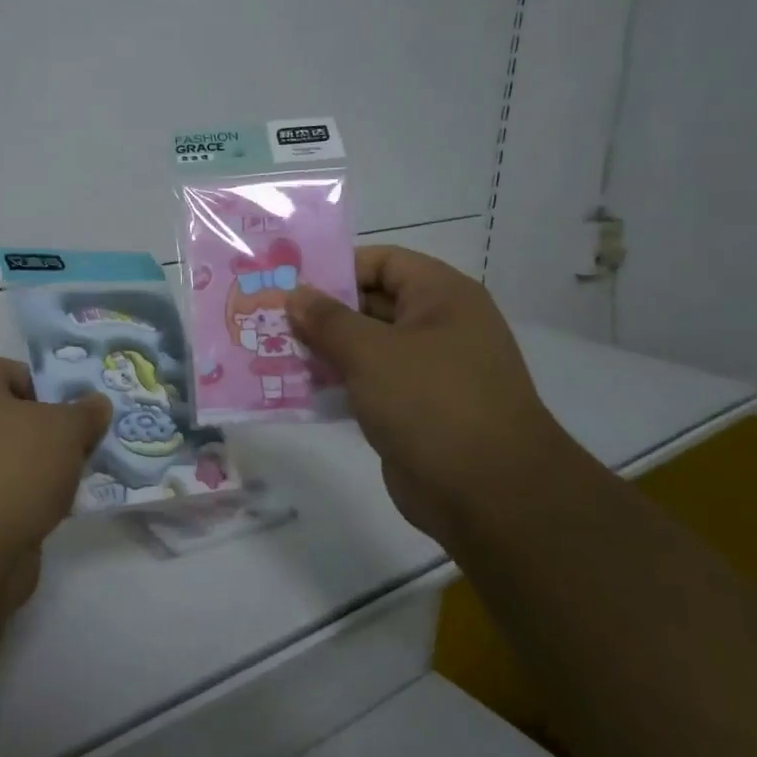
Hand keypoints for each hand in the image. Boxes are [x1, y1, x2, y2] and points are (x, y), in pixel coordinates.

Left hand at [0, 357, 112, 565]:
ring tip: (75, 481)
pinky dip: (24, 496)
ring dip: (41, 466)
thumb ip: (86, 412)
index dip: (48, 386)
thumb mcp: (67, 430)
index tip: (75, 412)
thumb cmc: (16, 469)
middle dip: (49, 430)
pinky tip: (53, 510)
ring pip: (8, 455)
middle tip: (82, 446)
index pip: (12, 371)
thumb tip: (96, 403)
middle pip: (12, 415)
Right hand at [285, 246, 574, 539]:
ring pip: (366, 347)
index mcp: (441, 296)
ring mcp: (428, 371)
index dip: (336, 267)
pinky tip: (296, 388)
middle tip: (268, 317)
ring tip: (271, 350)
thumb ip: (327, 320)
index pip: (382, 262)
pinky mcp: (415, 409)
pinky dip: (337, 383)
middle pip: (370, 304)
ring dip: (323, 349)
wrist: (488, 494)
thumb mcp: (370, 352)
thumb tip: (296, 295)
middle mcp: (438, 326)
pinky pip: (369, 383)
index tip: (289, 282)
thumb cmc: (431, 402)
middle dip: (321, 311)